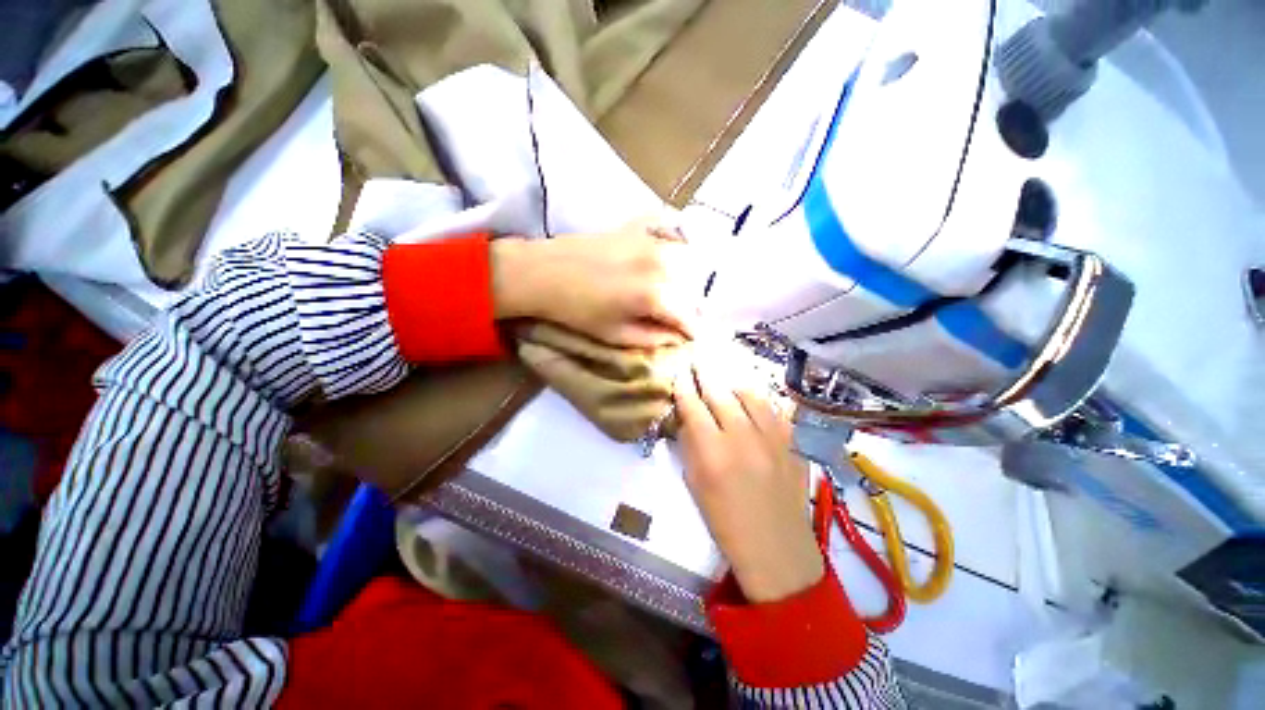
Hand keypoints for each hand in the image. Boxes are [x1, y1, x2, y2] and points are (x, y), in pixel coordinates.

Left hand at [490, 218, 700, 347]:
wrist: (545, 273)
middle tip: (680, 316)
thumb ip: (653, 338)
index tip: (690, 337)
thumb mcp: (616, 335)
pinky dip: (675, 241)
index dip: (693, 329)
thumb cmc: (578, 311)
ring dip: (686, 277)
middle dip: (691, 305)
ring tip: (674, 290)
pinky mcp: (638, 228)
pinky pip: (668, 229)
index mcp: (654, 296)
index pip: (690, 315)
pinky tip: (668, 254)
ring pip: (687, 260)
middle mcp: (660, 265)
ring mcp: (650, 241)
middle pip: (693, 287)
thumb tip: (678, 336)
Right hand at [673, 354, 824, 602]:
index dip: (683, 386)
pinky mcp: (793, 441)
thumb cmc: (725, 520)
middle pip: (720, 393)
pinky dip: (761, 398)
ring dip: (732, 380)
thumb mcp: (695, 483)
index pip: (693, 406)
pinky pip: (776, 407)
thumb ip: (691, 444)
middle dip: (705, 373)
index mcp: (713, 452)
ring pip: (750, 393)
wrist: (775, 547)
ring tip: (724, 374)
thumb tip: (688, 415)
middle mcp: (742, 437)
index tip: (679, 372)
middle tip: (698, 358)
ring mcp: (772, 437)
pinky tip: (753, 394)